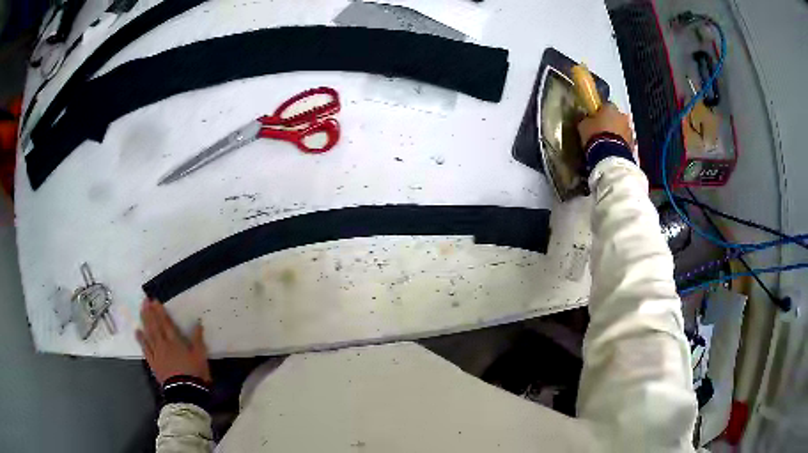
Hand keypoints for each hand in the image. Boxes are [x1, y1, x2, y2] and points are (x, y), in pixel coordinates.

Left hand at [136, 298, 211, 384]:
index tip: (154, 300)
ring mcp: (156, 353)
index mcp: (175, 341)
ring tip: (141, 311)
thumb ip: (198, 339)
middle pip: (154, 326)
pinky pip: (145, 349)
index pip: (165, 323)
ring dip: (144, 321)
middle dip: (149, 312)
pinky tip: (137, 331)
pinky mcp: (153, 363)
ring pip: (148, 334)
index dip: (159, 311)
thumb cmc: (194, 373)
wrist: (185, 392)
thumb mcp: (200, 356)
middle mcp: (163, 344)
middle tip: (144, 300)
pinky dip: (141, 339)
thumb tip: (198, 322)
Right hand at [577, 103, 634, 149]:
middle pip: (616, 117)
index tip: (595, 118)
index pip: (606, 105)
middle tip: (603, 130)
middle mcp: (622, 116)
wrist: (610, 155)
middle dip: (611, 122)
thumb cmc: (595, 134)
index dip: (601, 112)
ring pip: (622, 128)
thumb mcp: (583, 125)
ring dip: (617, 133)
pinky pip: (625, 141)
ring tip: (608, 142)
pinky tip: (614, 149)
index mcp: (610, 107)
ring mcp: (629, 130)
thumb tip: (583, 115)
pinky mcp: (632, 143)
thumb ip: (584, 119)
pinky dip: (621, 143)